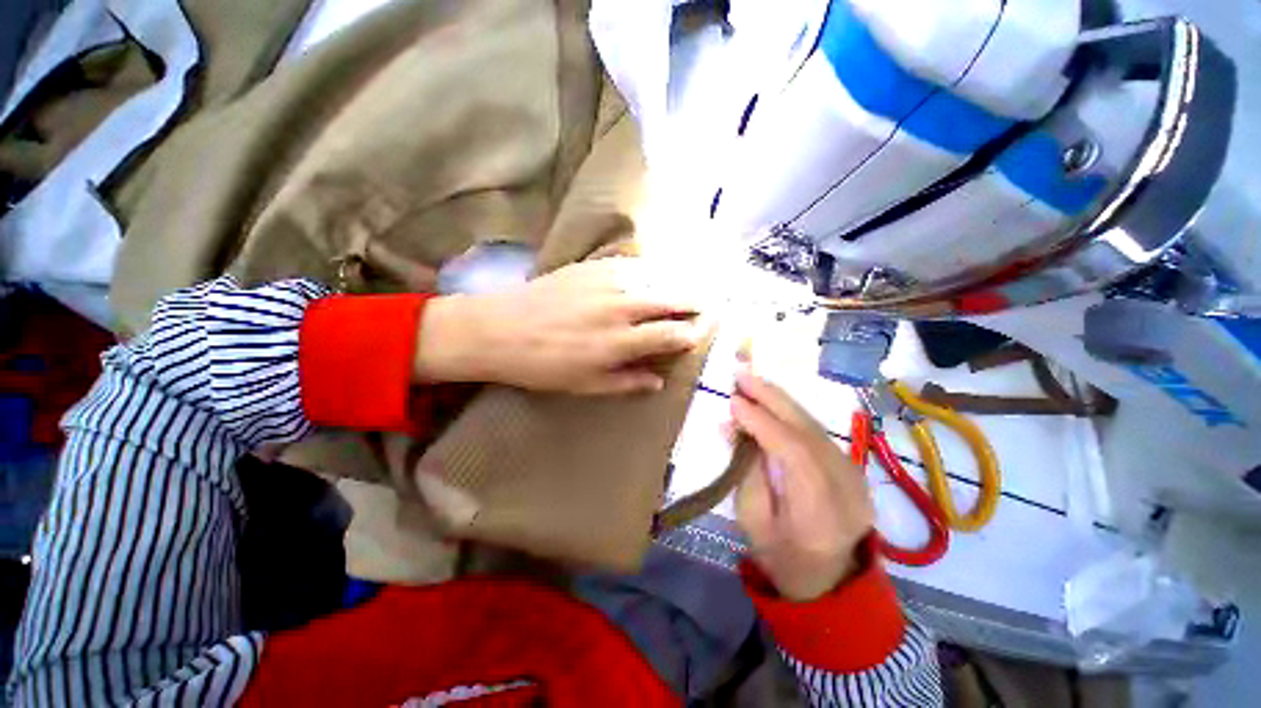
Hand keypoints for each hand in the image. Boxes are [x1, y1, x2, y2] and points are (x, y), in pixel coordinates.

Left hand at [414, 258, 707, 394]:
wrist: (499, 329)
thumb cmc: (543, 365)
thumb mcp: (586, 385)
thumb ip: (627, 382)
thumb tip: (659, 381)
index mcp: (621, 341)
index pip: (674, 334)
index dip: (693, 333)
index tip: (702, 332)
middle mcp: (622, 307)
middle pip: (674, 299)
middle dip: (697, 302)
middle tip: (709, 304)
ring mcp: (608, 281)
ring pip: (658, 277)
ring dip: (679, 283)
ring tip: (689, 288)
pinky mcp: (593, 266)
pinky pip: (634, 264)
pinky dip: (652, 270)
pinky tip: (656, 274)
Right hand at [731, 367, 874, 600]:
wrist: (830, 577)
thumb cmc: (782, 556)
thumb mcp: (752, 520)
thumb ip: (745, 470)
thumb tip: (732, 427)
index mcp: (819, 514)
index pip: (793, 453)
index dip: (762, 423)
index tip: (734, 402)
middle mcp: (846, 488)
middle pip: (808, 431)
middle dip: (771, 397)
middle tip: (741, 374)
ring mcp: (854, 475)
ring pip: (813, 425)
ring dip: (779, 399)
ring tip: (750, 380)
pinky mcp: (851, 465)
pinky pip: (815, 430)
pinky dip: (789, 412)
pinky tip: (769, 400)